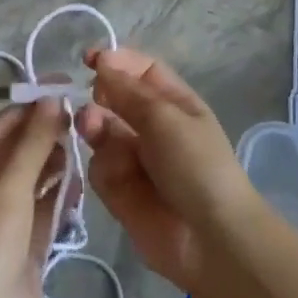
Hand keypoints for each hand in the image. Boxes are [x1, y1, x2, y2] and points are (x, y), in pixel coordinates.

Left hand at [0, 98, 65, 297]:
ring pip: (34, 176)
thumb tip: (52, 98)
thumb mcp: (10, 185)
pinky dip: (59, 192)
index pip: (3, 124)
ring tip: (86, 146)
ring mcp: (1, 215)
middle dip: (48, 134)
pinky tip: (81, 181)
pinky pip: (43, 205)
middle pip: (19, 149)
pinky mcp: (22, 240)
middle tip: (85, 119)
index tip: (69, 87)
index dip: (34, 104)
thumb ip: (33, 140)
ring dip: (56, 162)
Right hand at [76, 48, 260, 292]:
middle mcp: (153, 126)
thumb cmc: (196, 165)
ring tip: (91, 130)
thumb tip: (103, 62)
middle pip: (115, 99)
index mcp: (174, 103)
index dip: (116, 61)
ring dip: (94, 126)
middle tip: (90, 98)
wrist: (208, 238)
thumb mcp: (166, 118)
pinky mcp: (119, 189)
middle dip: (100, 95)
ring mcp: (134, 158)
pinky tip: (111, 173)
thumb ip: (129, 91)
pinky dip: (101, 166)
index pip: (141, 70)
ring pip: (101, 131)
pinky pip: (99, 167)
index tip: (89, 59)